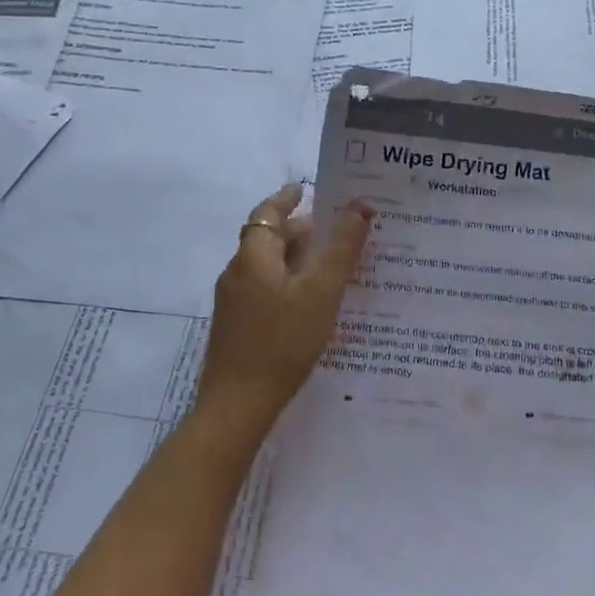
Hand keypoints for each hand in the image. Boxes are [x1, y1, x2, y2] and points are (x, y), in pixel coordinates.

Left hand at [196, 183, 373, 439]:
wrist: (237, 406)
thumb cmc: (282, 341)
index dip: (286, 198)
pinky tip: (312, 303)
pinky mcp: (237, 326)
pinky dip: (289, 282)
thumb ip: (341, 249)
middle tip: (336, 231)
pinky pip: (266, 290)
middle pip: (268, 239)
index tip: (305, 189)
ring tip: (332, 265)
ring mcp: (234, 302)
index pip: (266, 212)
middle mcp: (237, 273)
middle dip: (300, 230)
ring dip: (296, 258)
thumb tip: (360, 206)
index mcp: (253, 257)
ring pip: (268, 266)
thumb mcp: (321, 292)